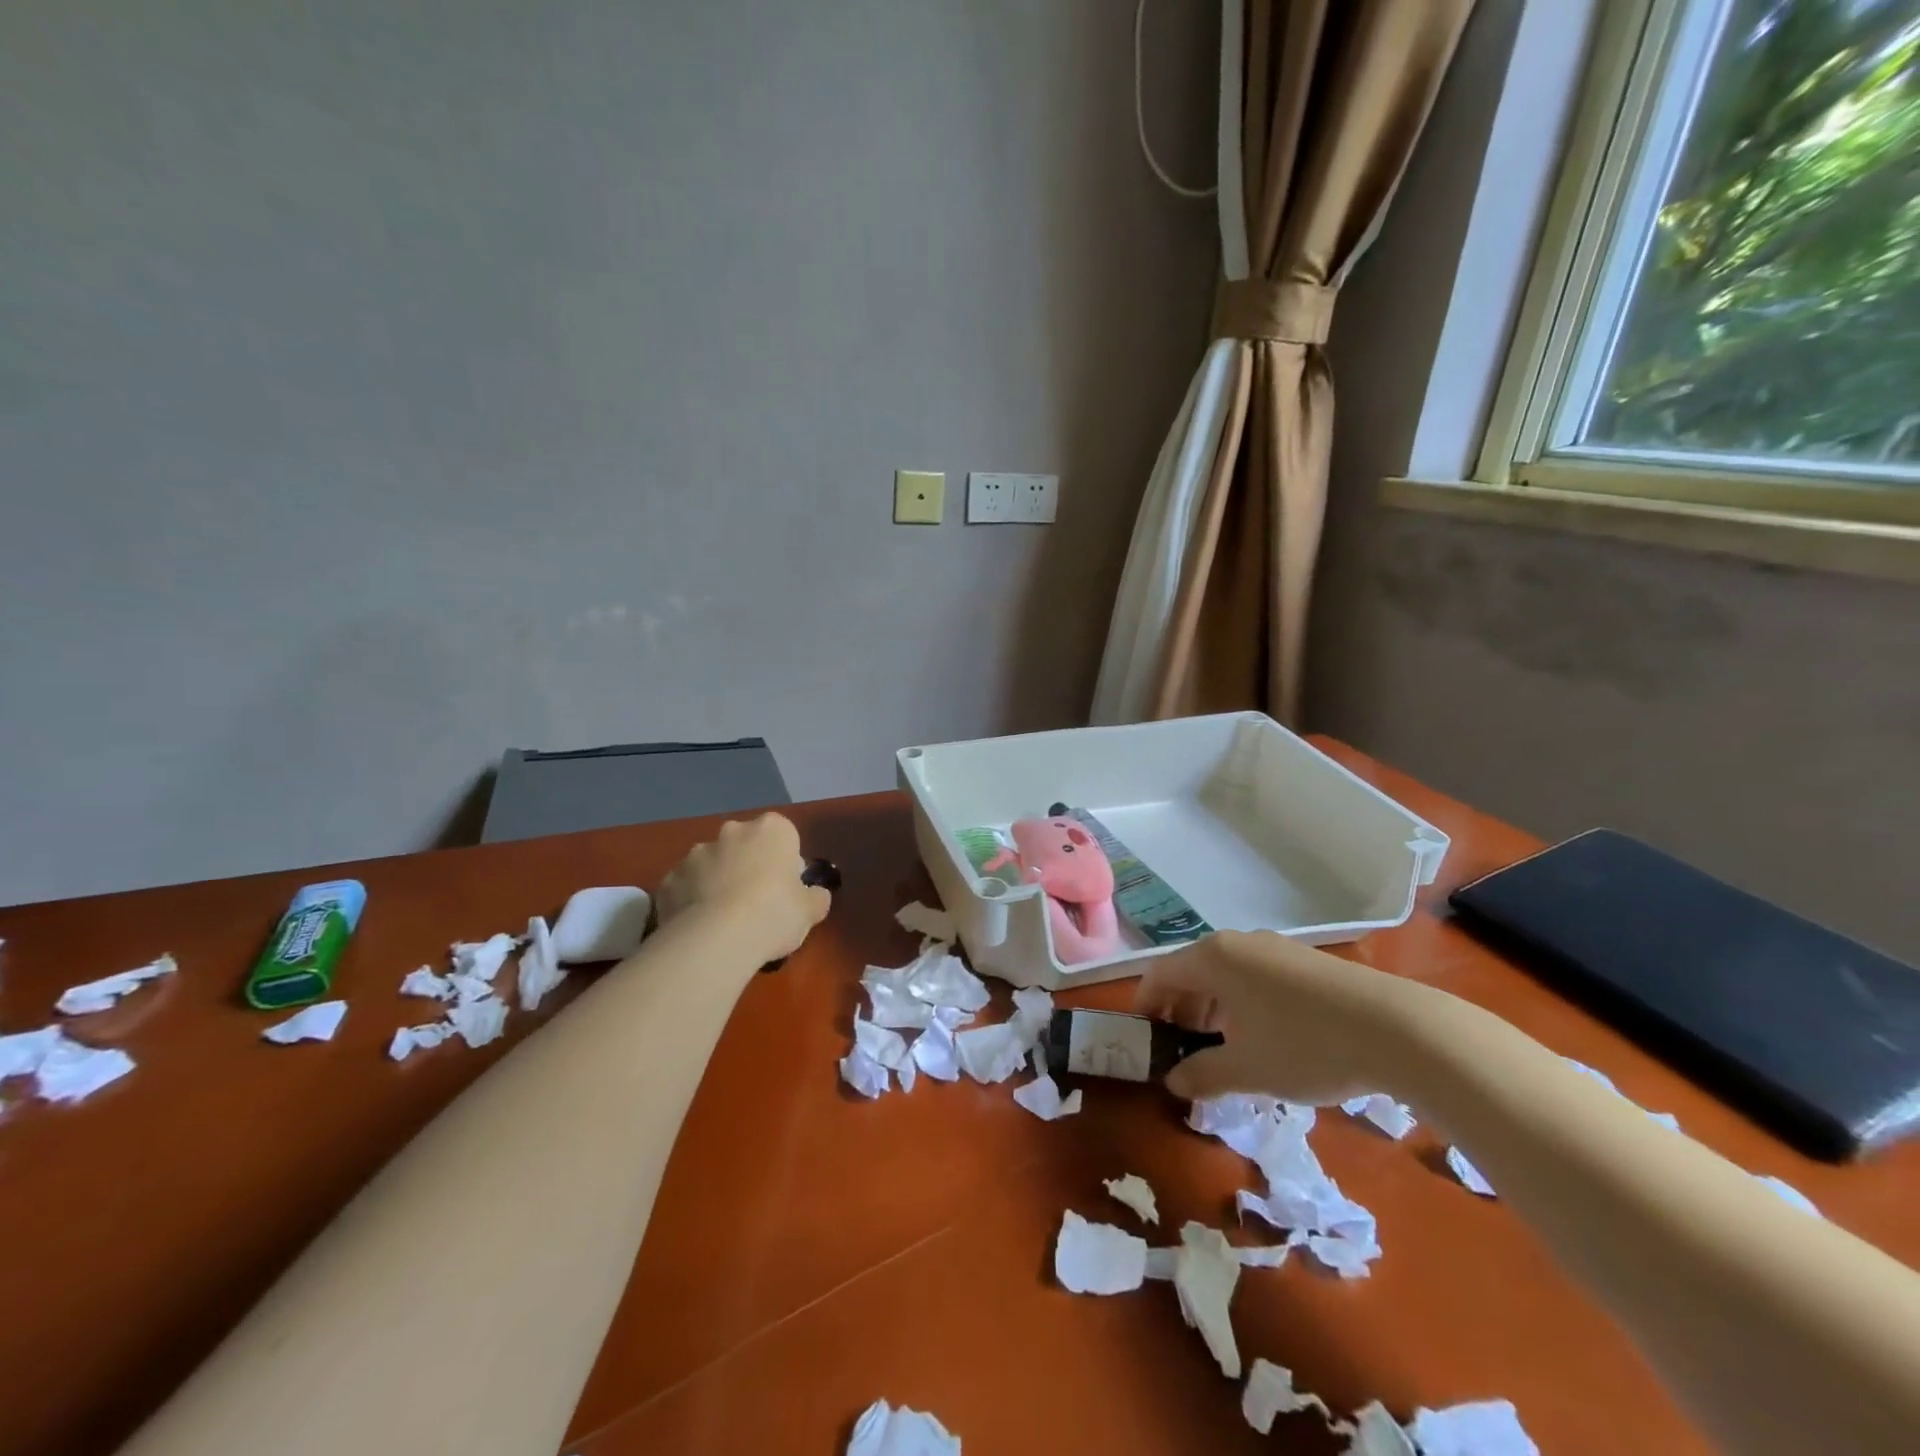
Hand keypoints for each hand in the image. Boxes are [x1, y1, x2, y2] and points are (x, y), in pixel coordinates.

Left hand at [654, 814, 831, 965]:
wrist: (714, 940)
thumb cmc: (773, 914)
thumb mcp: (811, 911)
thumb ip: (815, 897)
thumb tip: (815, 895)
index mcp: (771, 830)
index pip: (784, 835)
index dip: (786, 862)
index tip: (786, 889)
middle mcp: (732, 832)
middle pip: (745, 845)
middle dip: (749, 866)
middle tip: (757, 904)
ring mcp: (695, 854)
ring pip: (713, 864)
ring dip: (718, 882)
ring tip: (725, 922)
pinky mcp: (668, 879)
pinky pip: (686, 887)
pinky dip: (692, 901)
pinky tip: (700, 929)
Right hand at [1133, 930, 1415, 1104]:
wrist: (1400, 1030)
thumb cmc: (1306, 1045)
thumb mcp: (1247, 1069)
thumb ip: (1202, 1075)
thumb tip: (1175, 1082)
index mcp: (1213, 958)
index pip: (1160, 974)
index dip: (1146, 1007)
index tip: (1145, 1041)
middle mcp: (1238, 944)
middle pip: (1191, 972)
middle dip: (1180, 1012)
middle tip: (1182, 1053)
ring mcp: (1274, 949)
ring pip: (1226, 976)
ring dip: (1212, 1010)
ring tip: (1223, 1051)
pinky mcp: (1305, 962)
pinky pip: (1255, 978)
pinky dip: (1243, 1005)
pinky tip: (1264, 1040)